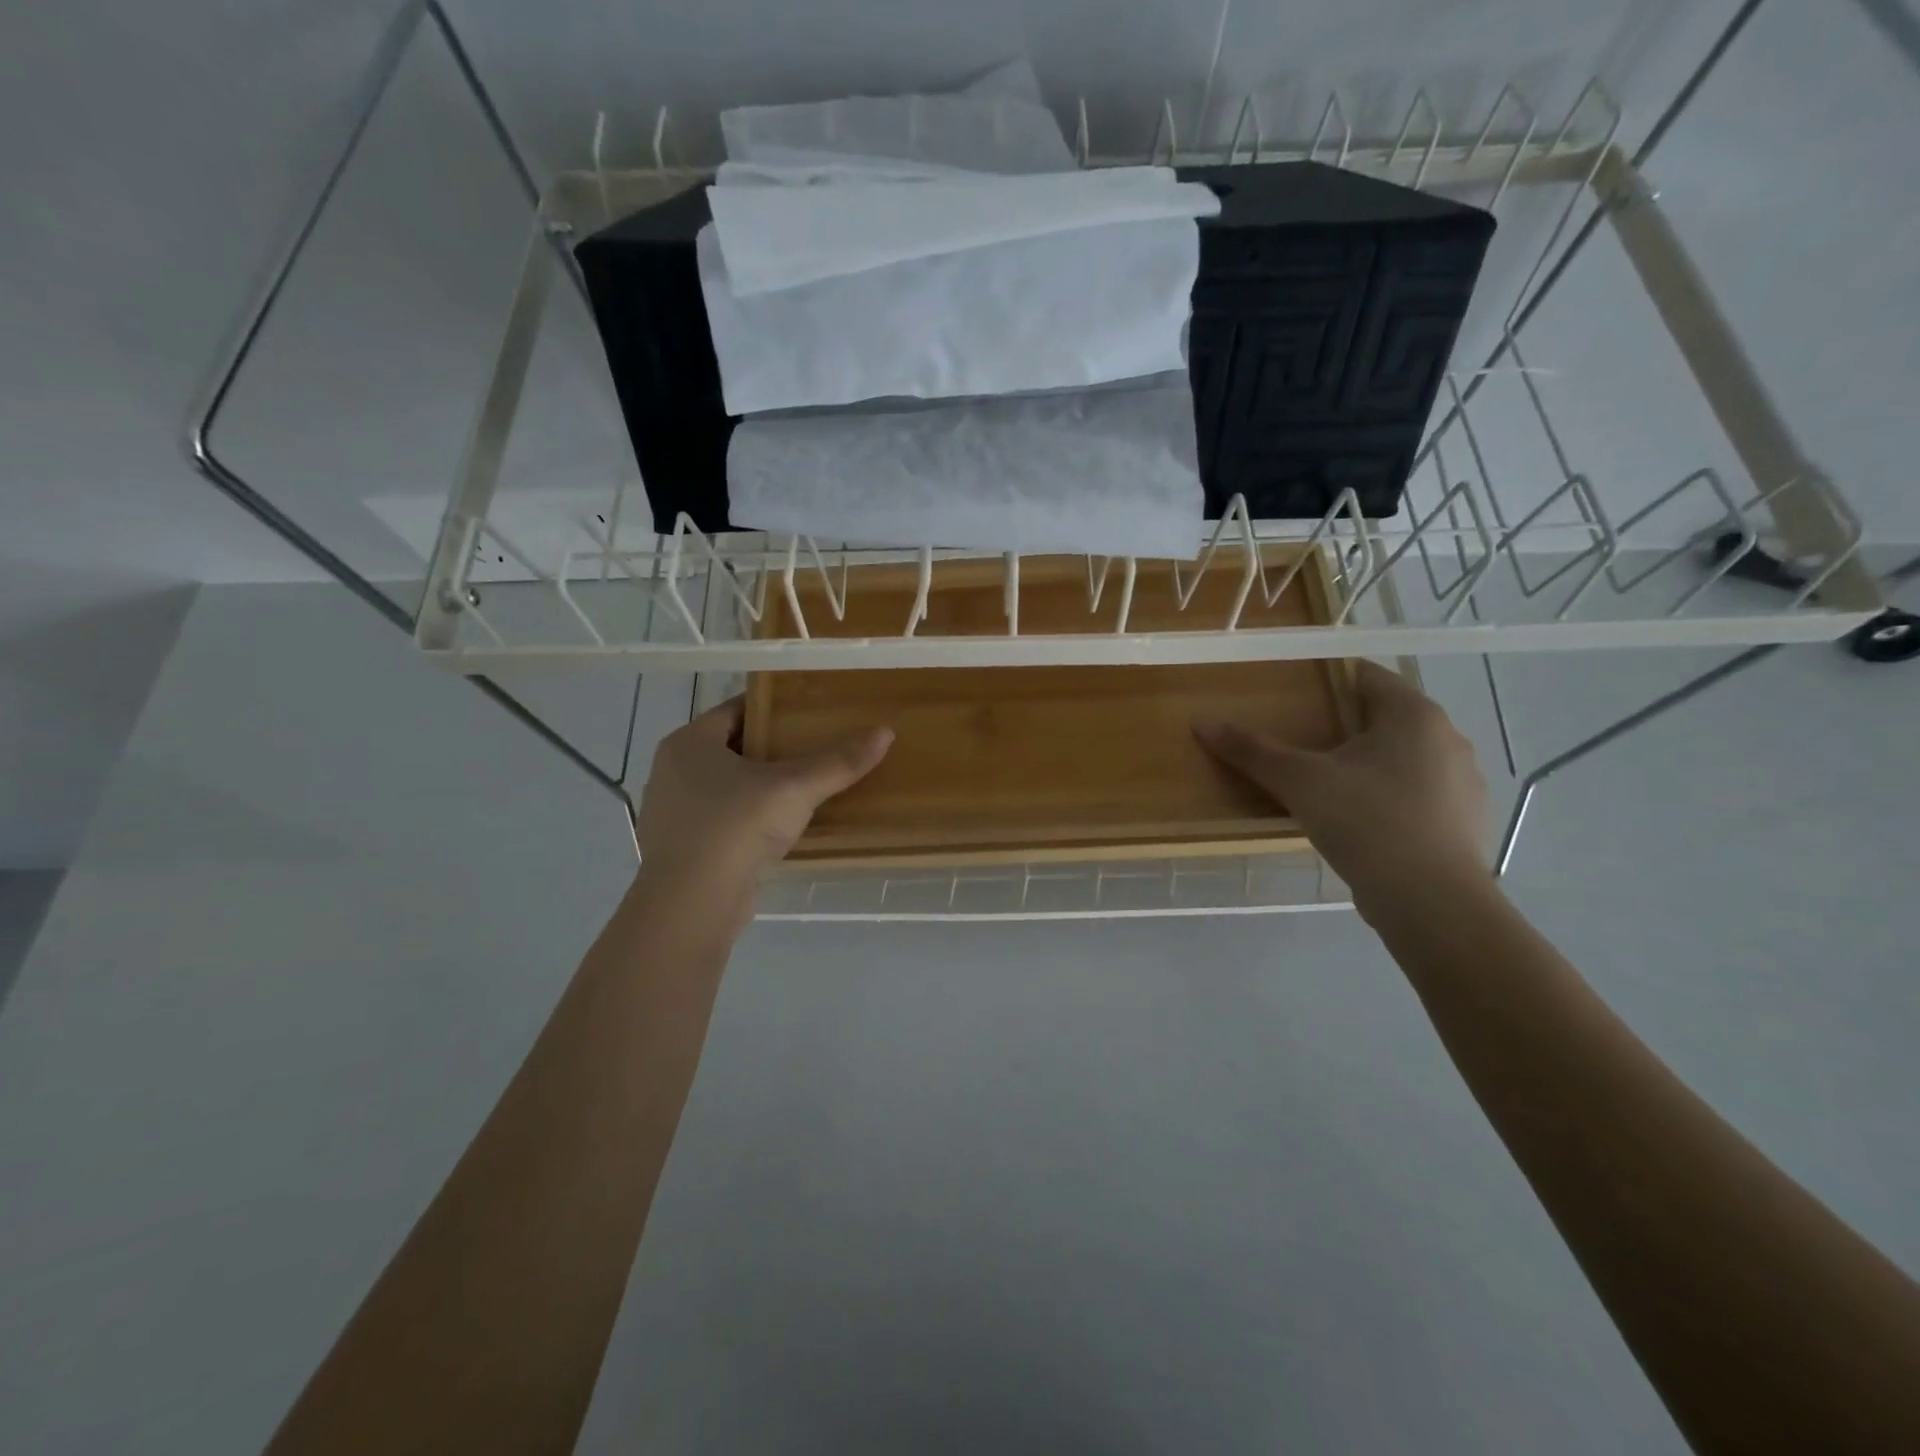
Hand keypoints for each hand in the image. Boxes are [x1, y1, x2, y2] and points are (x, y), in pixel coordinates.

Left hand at [634, 698, 891, 900]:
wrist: (692, 906)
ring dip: (760, 788)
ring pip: (726, 787)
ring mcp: (673, 814)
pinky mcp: (682, 849)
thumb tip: (884, 733)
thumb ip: (838, 761)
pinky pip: (723, 821)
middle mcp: (672, 772)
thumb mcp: (794, 789)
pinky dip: (749, 820)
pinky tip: (780, 829)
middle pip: (731, 748)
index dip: (773, 708)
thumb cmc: (736, 828)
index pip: (735, 710)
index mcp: (688, 743)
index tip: (808, 713)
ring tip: (803, 789)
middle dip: (771, 749)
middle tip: (814, 749)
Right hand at [1194, 661, 1489, 913]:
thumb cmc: (1366, 822)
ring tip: (1329, 786)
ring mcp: (1465, 782)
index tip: (1294, 697)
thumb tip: (1203, 723)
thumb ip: (1252, 750)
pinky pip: (1421, 795)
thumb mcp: (1299, 782)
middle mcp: (1448, 738)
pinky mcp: (1466, 822)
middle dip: (1344, 726)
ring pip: (1405, 758)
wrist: (1431, 901)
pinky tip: (1363, 823)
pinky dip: (1391, 799)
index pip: (1367, 676)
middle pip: (1386, 717)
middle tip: (1301, 743)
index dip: (1327, 680)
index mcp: (1413, 714)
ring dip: (1370, 764)